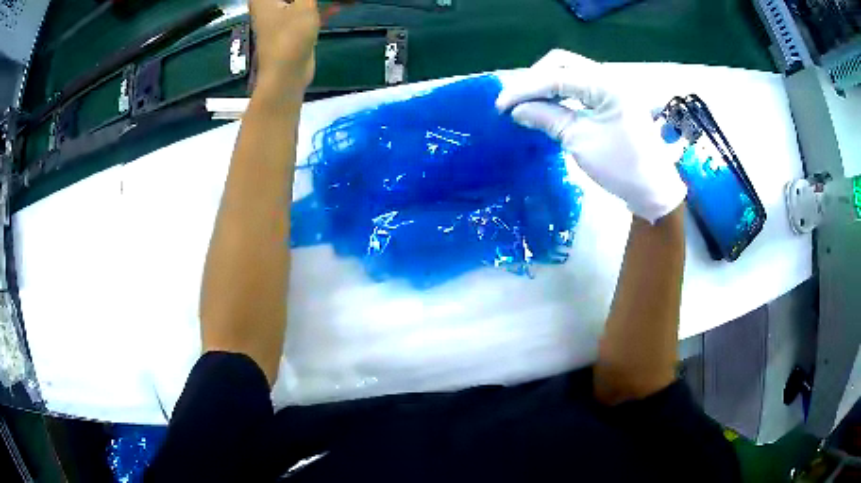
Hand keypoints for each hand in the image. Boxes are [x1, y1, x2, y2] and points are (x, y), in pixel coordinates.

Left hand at [250, 0, 320, 91]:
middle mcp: (271, 4)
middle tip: (316, 1)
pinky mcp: (295, 27)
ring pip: (303, 0)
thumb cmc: (290, 37)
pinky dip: (325, 7)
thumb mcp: (305, 5)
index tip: (306, 0)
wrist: (287, 75)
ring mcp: (283, 16)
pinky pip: (311, 10)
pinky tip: (343, 4)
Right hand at [496, 50, 685, 223]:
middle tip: (514, 100)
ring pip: (569, 70)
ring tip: (525, 102)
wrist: (654, 189)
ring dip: (545, 83)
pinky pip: (579, 84)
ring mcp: (611, 85)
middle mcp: (609, 76)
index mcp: (606, 85)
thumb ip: (547, 118)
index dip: (525, 88)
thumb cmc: (621, 168)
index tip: (500, 106)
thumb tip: (516, 110)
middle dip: (534, 78)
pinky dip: (559, 91)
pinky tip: (546, 103)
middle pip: (561, 62)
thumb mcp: (580, 142)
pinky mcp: (611, 97)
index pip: (556, 76)